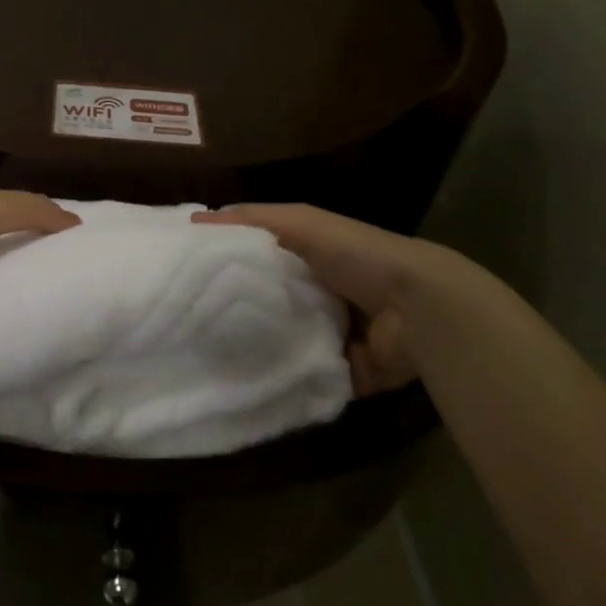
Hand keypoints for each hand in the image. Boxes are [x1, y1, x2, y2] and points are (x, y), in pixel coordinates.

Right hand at [194, 204, 514, 394]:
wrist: (417, 308)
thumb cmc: (356, 255)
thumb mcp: (299, 222)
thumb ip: (251, 219)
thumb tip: (193, 219)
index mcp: (314, 256)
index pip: (263, 256)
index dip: (229, 261)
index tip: (188, 273)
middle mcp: (324, 293)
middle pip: (273, 301)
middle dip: (241, 310)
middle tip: (193, 322)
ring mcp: (336, 334)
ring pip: (287, 341)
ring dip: (262, 348)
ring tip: (212, 356)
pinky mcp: (347, 371)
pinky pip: (309, 377)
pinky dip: (289, 380)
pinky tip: (249, 385)